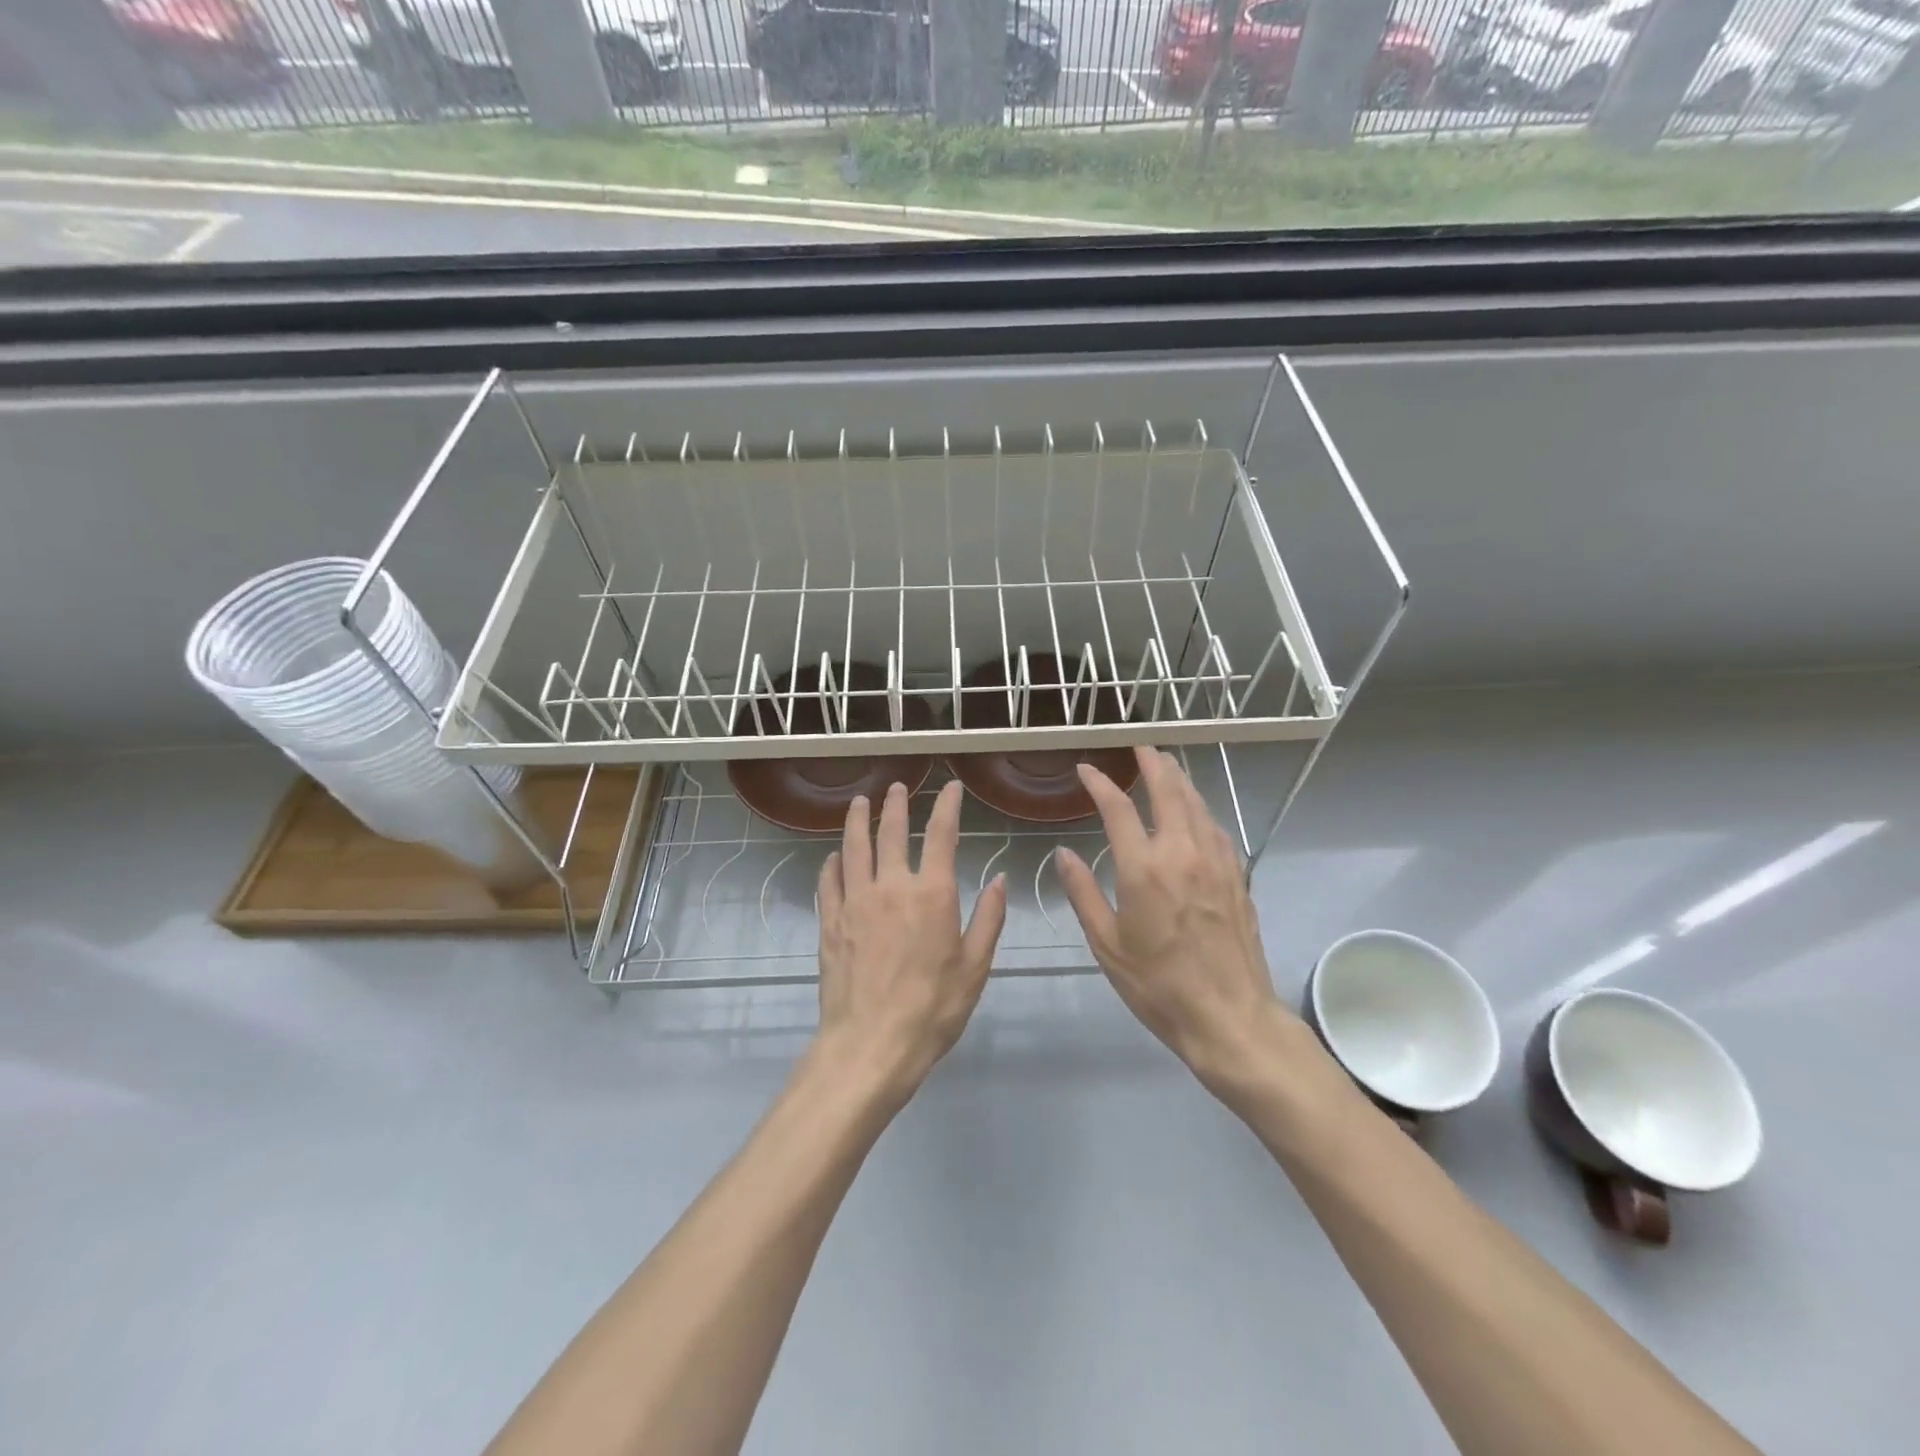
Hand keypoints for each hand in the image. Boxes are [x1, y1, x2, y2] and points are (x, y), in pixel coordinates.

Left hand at [814, 780, 1007, 1100]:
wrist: (871, 1045)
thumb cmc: (933, 1009)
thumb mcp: (975, 967)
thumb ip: (989, 918)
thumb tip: (999, 878)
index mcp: (932, 893)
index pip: (941, 834)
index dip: (947, 805)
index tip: (950, 788)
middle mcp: (891, 886)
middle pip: (892, 832)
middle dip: (896, 804)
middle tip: (896, 787)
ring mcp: (855, 901)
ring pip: (854, 847)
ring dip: (858, 820)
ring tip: (860, 802)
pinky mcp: (830, 922)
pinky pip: (829, 881)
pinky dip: (833, 862)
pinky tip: (835, 856)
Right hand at [1056, 747, 1287, 1094]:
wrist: (1229, 1016)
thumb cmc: (1158, 985)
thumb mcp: (1107, 944)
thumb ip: (1082, 892)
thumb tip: (1064, 853)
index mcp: (1144, 868)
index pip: (1118, 808)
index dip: (1100, 783)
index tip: (1087, 769)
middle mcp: (1182, 852)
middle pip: (1168, 790)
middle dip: (1152, 762)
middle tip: (1139, 746)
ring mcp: (1216, 861)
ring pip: (1197, 803)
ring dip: (1179, 779)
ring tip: (1166, 766)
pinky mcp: (1237, 875)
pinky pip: (1215, 827)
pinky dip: (1200, 808)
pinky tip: (1195, 811)